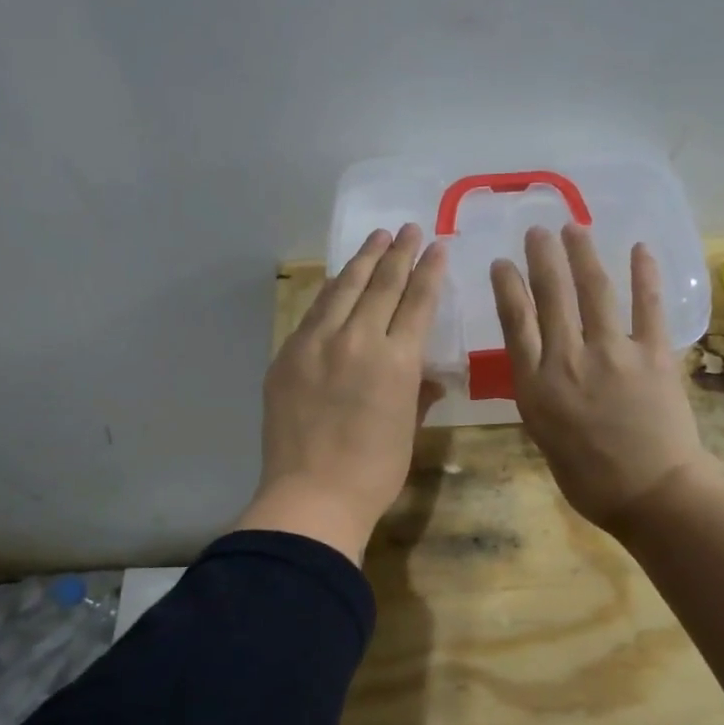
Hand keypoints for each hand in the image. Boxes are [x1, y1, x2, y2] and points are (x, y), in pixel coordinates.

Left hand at [236, 224, 447, 563]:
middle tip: (408, 228)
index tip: (436, 246)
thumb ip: (418, 394)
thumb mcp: (408, 431)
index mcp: (397, 361)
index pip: (417, 302)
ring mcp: (317, 344)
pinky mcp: (288, 355)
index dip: (429, 271)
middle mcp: (357, 340)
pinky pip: (313, 311)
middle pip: (381, 284)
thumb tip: (427, 377)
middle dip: (398, 253)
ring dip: (362, 261)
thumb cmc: (373, 473)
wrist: (311, 496)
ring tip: (376, 238)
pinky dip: (330, 291)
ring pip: (343, 289)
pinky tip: (337, 280)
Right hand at [491, 224, 710, 535]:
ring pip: (593, 290)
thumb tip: (543, 365)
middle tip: (538, 230)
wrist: (651, 494)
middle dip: (542, 257)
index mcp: (535, 385)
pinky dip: (644, 274)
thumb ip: (540, 394)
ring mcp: (612, 353)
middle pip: (551, 295)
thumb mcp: (544, 437)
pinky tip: (639, 248)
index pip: (515, 322)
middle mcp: (568, 359)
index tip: (502, 262)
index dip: (507, 286)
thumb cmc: (589, 479)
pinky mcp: (653, 354)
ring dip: (582, 254)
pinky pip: (648, 306)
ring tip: (574, 227)